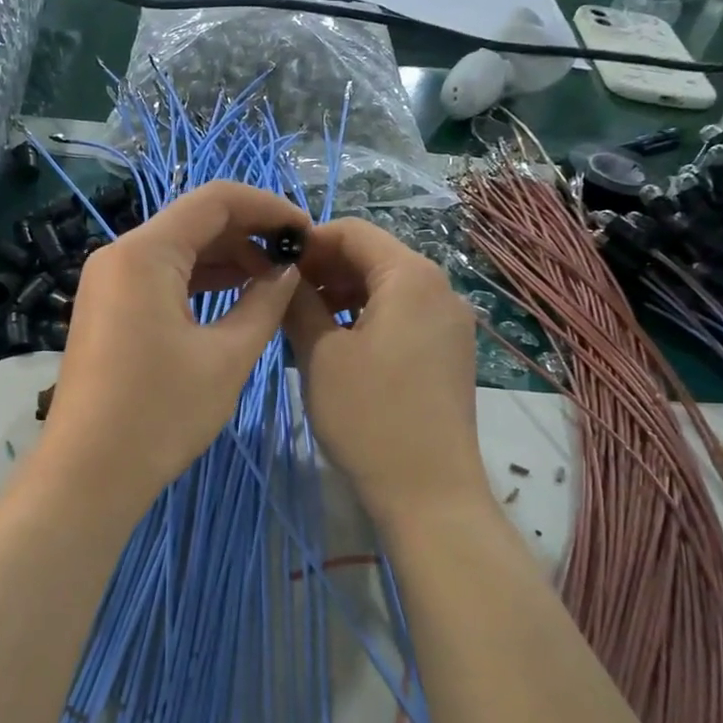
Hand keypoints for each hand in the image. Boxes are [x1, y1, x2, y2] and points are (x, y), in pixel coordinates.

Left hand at [38, 181, 307, 516]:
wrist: (89, 472)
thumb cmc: (161, 412)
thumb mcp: (227, 356)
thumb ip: (265, 302)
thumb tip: (287, 270)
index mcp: (145, 252)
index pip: (216, 199)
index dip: (268, 207)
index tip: (307, 232)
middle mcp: (120, 254)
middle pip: (195, 221)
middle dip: (249, 234)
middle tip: (296, 261)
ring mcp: (108, 282)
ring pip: (178, 250)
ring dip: (227, 259)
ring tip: (274, 282)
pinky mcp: (108, 309)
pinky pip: (160, 278)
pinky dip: (199, 282)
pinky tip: (235, 297)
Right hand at [285, 218, 489, 529]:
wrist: (429, 491)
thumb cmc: (369, 417)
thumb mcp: (320, 355)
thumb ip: (299, 303)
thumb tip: (285, 274)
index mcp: (410, 277)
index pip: (354, 231)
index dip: (309, 241)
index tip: (272, 266)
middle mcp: (439, 288)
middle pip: (374, 257)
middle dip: (325, 269)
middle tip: (283, 298)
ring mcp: (449, 322)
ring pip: (387, 288)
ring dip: (343, 295)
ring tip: (304, 323)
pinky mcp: (449, 352)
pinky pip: (403, 316)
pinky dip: (367, 318)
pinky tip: (338, 346)